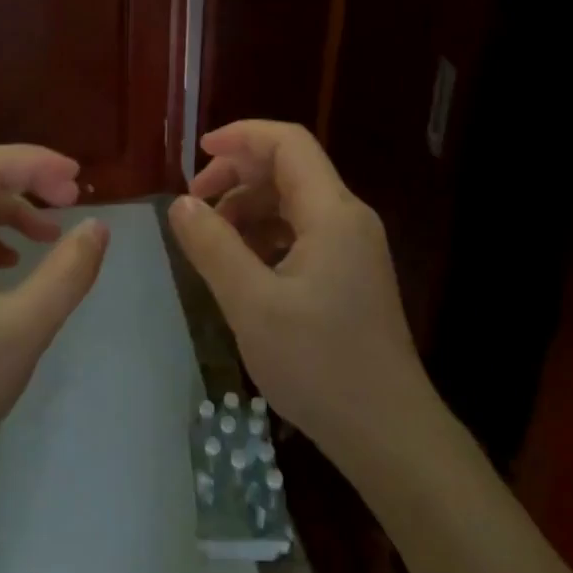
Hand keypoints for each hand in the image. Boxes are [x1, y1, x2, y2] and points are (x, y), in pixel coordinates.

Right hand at [167, 121, 430, 468]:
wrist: (391, 437)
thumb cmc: (320, 366)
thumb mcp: (252, 304)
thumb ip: (213, 247)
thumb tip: (181, 204)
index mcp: (332, 213)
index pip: (288, 143)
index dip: (241, 136)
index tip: (198, 152)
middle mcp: (348, 219)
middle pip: (289, 169)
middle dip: (237, 174)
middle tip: (194, 202)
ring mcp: (352, 249)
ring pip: (293, 202)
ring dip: (248, 208)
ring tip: (210, 239)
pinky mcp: (349, 275)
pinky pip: (302, 233)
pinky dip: (265, 235)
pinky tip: (240, 265)